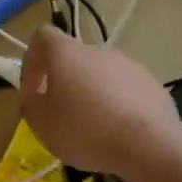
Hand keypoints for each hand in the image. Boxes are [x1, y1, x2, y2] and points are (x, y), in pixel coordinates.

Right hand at [20, 27, 179, 177]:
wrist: (148, 144)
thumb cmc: (84, 129)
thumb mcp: (42, 124)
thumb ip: (30, 105)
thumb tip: (34, 97)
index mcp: (66, 53)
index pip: (42, 37)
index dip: (31, 61)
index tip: (33, 92)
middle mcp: (97, 51)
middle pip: (73, 59)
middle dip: (65, 84)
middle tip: (62, 116)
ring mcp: (128, 65)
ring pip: (100, 76)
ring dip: (92, 95)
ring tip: (93, 129)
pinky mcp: (151, 84)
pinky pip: (125, 91)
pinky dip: (117, 106)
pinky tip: (119, 133)